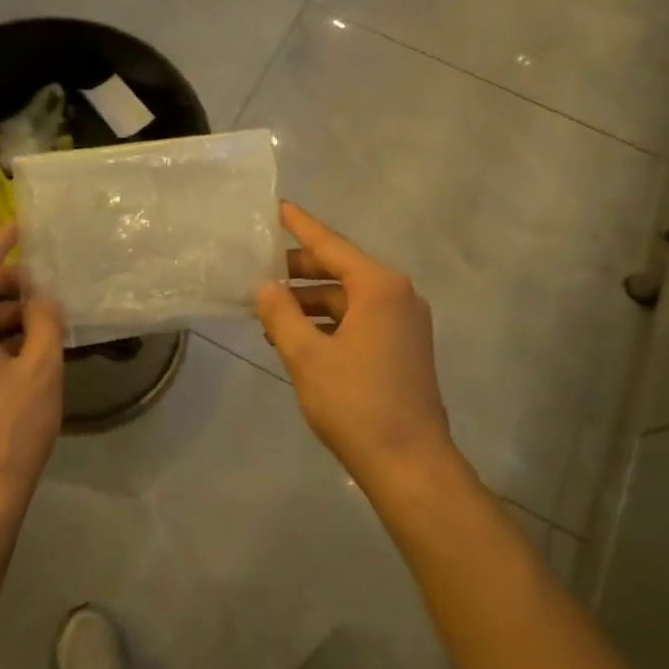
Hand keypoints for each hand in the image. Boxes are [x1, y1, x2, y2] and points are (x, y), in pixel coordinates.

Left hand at [0, 224, 63, 538]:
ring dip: (1, 313)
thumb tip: (43, 298)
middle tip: (45, 279)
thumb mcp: (40, 369)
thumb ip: (44, 323)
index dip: (0, 245)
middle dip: (5, 283)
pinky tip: (27, 345)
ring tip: (44, 313)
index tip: (23, 225)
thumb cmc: (8, 430)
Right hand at [256, 202, 454, 486]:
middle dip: (300, 271)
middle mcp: (398, 296)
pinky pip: (360, 320)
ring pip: (349, 298)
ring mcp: (404, 323)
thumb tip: (265, 287)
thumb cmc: (355, 403)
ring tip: (270, 313)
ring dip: (310, 302)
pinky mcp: (403, 347)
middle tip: (260, 272)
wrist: (408, 462)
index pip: (331, 244)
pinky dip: (328, 322)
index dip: (300, 226)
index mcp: (379, 287)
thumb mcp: (307, 356)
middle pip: (341, 269)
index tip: (278, 206)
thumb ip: (281, 314)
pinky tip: (297, 337)